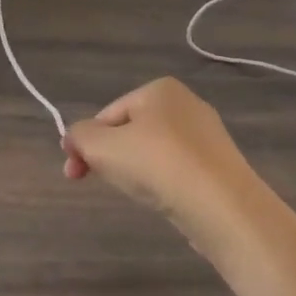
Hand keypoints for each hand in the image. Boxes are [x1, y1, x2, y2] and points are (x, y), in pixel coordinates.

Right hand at [62, 78, 270, 244]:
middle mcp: (187, 104)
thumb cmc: (155, 164)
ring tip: (135, 193)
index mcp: (159, 89)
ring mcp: (208, 137)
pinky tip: (162, 200)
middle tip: (93, 182)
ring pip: (153, 152)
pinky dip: (162, 183)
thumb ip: (79, 136)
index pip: (107, 114)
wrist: (222, 207)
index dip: (84, 142)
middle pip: (129, 132)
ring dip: (134, 171)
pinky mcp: (220, 167)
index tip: (73, 172)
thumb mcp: (100, 146)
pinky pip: (177, 170)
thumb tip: (74, 139)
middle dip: (107, 156)